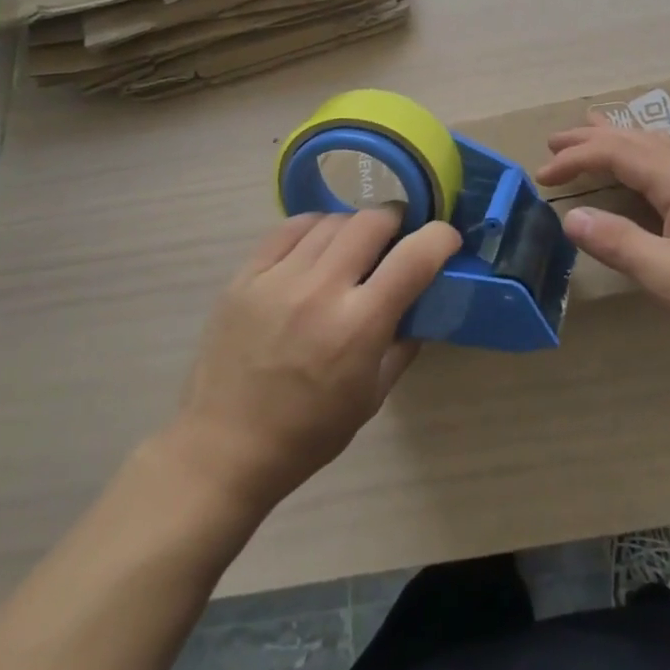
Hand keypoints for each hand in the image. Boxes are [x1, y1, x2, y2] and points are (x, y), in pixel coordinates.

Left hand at [172, 210, 458, 514]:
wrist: (223, 450)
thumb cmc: (308, 433)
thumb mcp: (373, 396)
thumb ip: (403, 342)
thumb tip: (421, 302)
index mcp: (358, 326)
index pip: (414, 257)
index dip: (440, 238)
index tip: (446, 240)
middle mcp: (320, 291)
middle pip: (373, 221)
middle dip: (396, 221)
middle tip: (398, 237)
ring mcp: (279, 279)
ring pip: (333, 220)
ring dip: (355, 226)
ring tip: (355, 246)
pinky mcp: (246, 276)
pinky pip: (289, 228)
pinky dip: (315, 228)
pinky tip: (317, 246)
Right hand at [536, 120, 669, 365]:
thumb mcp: (667, 275)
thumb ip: (618, 243)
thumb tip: (571, 217)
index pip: (616, 153)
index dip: (576, 158)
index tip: (542, 174)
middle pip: (635, 140)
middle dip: (592, 138)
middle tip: (554, 142)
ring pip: (656, 145)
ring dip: (619, 139)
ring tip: (593, 133)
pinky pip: (669, 160)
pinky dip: (641, 153)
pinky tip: (644, 167)